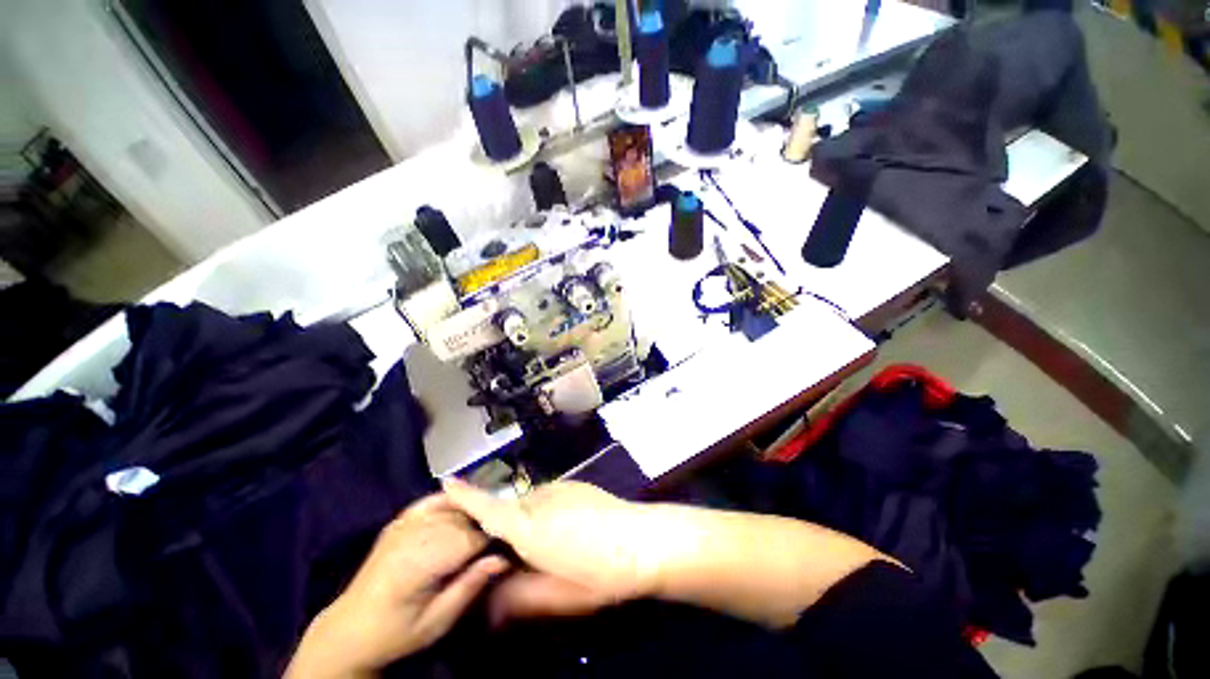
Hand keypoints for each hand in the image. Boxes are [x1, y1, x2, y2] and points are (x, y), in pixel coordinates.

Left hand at [287, 494, 508, 678]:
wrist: (350, 629)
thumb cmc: (397, 632)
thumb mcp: (437, 622)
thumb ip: (469, 587)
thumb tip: (503, 559)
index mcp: (418, 563)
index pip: (470, 539)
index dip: (492, 542)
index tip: (505, 551)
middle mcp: (411, 536)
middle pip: (463, 519)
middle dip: (483, 528)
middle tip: (495, 544)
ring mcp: (403, 524)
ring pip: (452, 507)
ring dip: (471, 515)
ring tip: (482, 529)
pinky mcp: (399, 520)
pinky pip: (432, 500)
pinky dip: (451, 500)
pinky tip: (462, 505)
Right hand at [442, 479, 658, 624]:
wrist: (642, 540)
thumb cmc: (600, 574)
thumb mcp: (557, 595)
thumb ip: (519, 595)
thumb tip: (491, 600)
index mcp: (530, 527)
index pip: (489, 509)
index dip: (465, 496)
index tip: (445, 482)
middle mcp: (540, 499)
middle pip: (510, 509)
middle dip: (505, 527)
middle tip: (518, 555)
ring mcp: (560, 488)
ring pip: (530, 503)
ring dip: (529, 520)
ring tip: (551, 545)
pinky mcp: (574, 484)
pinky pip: (549, 497)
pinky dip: (546, 511)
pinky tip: (568, 528)